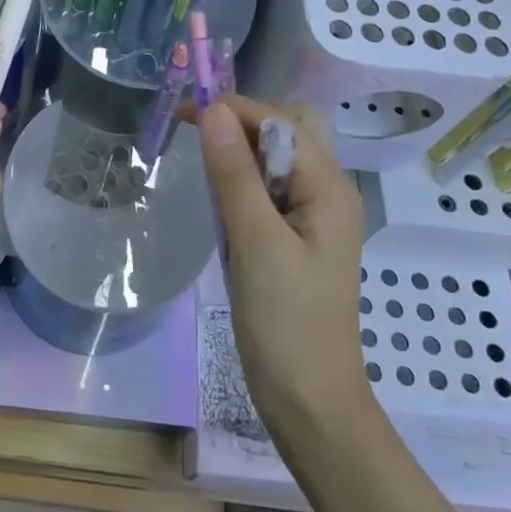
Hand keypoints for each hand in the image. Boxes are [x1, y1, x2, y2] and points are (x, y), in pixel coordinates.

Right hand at [196, 96, 368, 435]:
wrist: (310, 402)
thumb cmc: (286, 322)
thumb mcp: (256, 242)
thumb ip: (234, 173)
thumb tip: (213, 110)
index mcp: (329, 186)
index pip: (278, 120)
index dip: (232, 109)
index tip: (181, 116)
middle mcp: (328, 191)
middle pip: (284, 131)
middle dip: (238, 123)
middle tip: (193, 138)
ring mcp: (314, 217)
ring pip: (275, 160)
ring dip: (239, 152)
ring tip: (202, 167)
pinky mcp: (296, 238)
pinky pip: (269, 190)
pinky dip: (242, 182)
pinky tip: (221, 202)